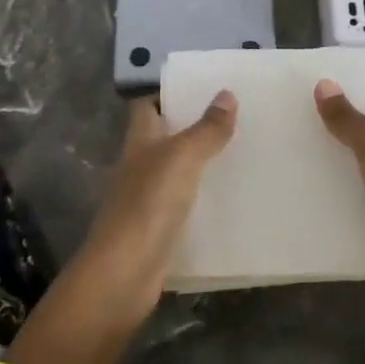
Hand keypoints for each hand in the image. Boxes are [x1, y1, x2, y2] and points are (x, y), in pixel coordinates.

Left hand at [74, 91, 236, 318]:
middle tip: (234, 119)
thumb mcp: (182, 158)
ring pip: (176, 172)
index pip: (147, 106)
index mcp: (139, 141)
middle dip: (192, 128)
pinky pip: (183, 206)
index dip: (168, 94)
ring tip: (241, 153)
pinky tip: (230, 200)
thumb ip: (206, 129)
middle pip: (163, 138)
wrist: (124, 275)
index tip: (202, 88)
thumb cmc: (148, 204)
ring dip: (201, 164)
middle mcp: (139, 166)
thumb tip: (227, 94)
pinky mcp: (157, 231)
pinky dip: (202, 201)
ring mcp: (146, 200)